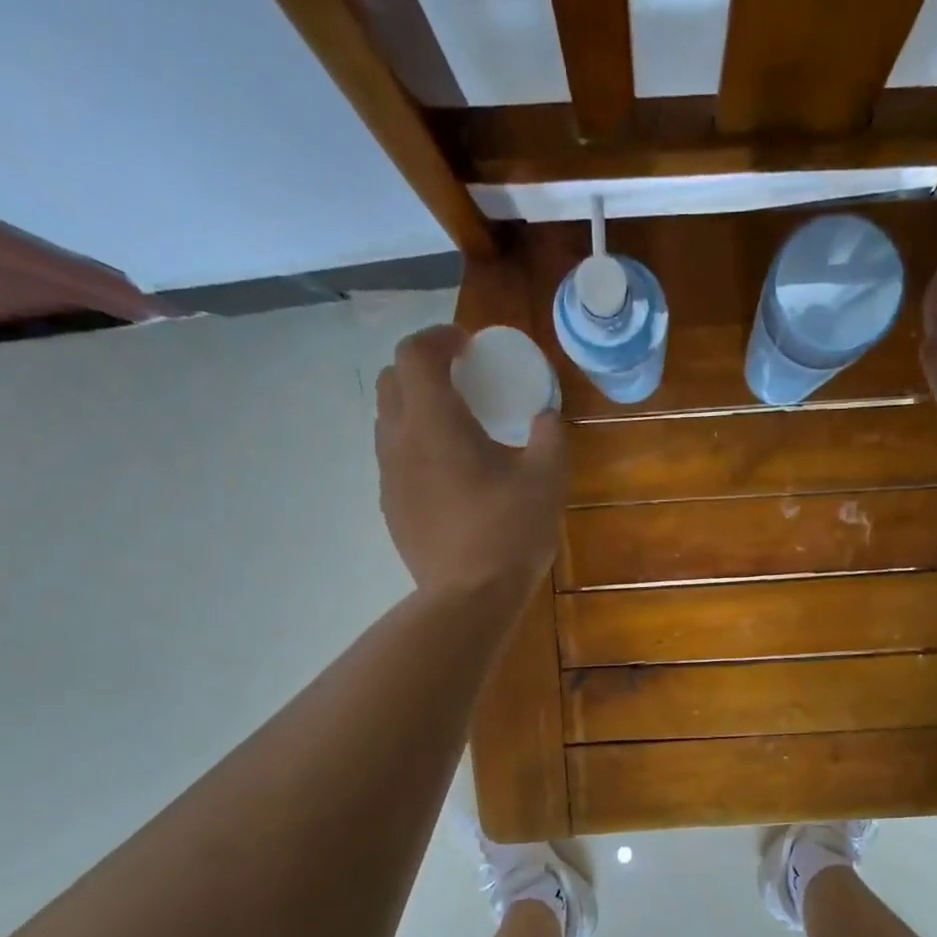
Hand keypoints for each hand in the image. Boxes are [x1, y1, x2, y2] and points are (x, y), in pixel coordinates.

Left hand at [376, 325, 565, 595]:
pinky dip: (415, 447)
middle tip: (462, 382)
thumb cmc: (509, 532)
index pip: (416, 353)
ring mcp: (389, 477)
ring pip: (388, 421)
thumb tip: (545, 417)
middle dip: (423, 369)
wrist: (468, 598)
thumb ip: (548, 437)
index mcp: (435, 422)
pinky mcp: (391, 507)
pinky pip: (395, 459)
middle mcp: (400, 441)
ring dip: (416, 408)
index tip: (468, 345)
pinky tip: (449, 474)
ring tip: (455, 428)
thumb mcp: (546, 479)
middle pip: (392, 381)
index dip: (440, 337)